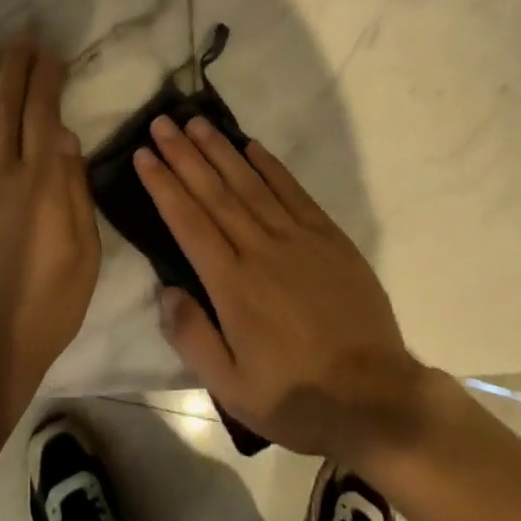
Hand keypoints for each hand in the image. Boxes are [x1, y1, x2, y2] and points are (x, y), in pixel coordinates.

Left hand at [0, 40, 100, 421]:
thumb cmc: (48, 303)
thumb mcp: (85, 250)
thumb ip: (74, 188)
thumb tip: (65, 136)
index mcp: (40, 181)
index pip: (42, 113)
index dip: (45, 78)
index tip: (49, 53)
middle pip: (3, 108)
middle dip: (13, 68)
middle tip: (19, 39)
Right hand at [135, 116, 427, 464]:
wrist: (377, 398)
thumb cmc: (298, 397)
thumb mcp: (233, 389)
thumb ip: (193, 337)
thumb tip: (164, 290)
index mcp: (233, 285)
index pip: (188, 222)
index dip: (163, 185)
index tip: (143, 155)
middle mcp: (260, 249)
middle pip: (214, 192)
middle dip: (184, 154)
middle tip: (161, 123)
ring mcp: (297, 237)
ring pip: (249, 183)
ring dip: (220, 150)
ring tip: (196, 122)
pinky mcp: (327, 235)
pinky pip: (292, 190)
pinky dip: (270, 165)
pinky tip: (251, 145)